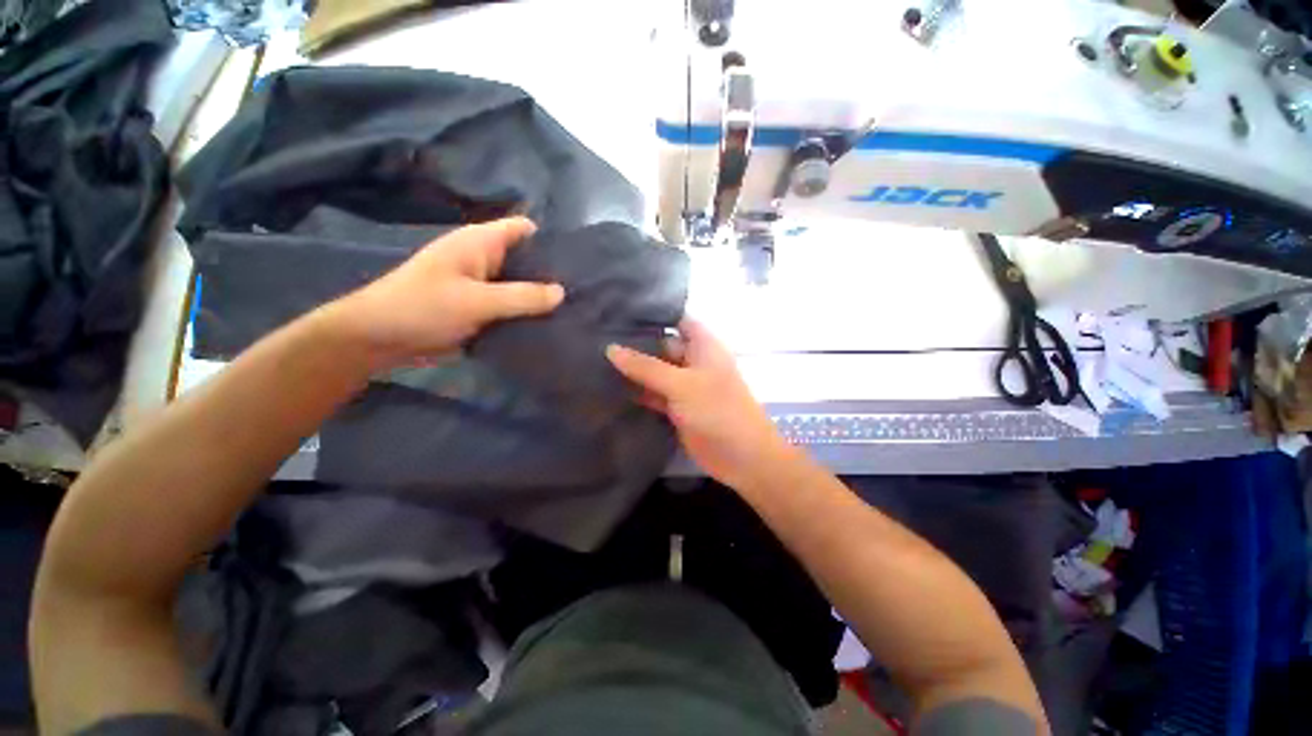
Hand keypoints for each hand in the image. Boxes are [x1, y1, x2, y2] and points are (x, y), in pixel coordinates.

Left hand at [323, 218, 564, 370]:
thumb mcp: (476, 301)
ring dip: (538, 298)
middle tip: (580, 293)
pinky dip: (525, 314)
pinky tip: (546, 326)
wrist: (378, 339)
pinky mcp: (478, 307)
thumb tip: (562, 292)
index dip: (550, 241)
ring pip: (519, 285)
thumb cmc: (423, 308)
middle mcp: (484, 259)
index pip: (524, 229)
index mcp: (480, 243)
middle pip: (526, 259)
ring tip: (571, 311)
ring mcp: (481, 284)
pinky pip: (509, 306)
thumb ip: (522, 297)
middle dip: (550, 275)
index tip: (576, 264)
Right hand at [606, 318, 797, 489]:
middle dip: (635, 342)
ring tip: (594, 358)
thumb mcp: (681, 384)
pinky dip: (637, 392)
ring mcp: (685, 385)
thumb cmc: (718, 410)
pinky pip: (654, 394)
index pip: (675, 319)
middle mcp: (693, 360)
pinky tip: (609, 387)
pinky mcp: (677, 407)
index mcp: (703, 345)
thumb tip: (610, 348)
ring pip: (655, 371)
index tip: (617, 310)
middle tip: (596, 335)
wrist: (741, 457)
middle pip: (662, 345)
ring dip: (633, 369)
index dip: (651, 313)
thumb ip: (645, 366)